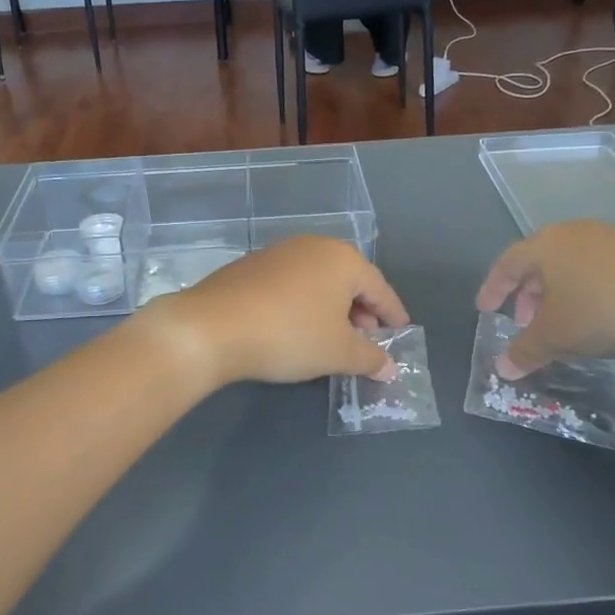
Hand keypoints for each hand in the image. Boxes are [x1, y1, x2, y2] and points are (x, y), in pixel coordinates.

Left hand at [143, 236, 408, 387]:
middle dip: (362, 311)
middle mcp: (314, 246)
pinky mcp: (252, 265)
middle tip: (367, 340)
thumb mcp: (338, 352)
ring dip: (332, 307)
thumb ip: (370, 358)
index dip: (393, 314)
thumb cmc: (290, 335)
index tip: (401, 332)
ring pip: (319, 280)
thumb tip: (390, 367)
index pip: (379, 288)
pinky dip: (304, 303)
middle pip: (350, 280)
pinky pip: (293, 283)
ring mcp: (280, 252)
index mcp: (343, 259)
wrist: (213, 327)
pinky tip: (297, 327)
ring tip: (332, 337)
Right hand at [475, 222, 614, 376]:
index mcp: (545, 246)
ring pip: (571, 265)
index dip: (492, 288)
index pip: (506, 263)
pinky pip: (599, 270)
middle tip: (524, 322)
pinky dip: (587, 291)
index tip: (484, 309)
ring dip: (558, 294)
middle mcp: (573, 234)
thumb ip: (525, 351)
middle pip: (539, 262)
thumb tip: (501, 368)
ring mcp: (610, 239)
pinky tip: (599, 317)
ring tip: (562, 324)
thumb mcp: (556, 337)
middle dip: (527, 294)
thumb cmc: (603, 310)